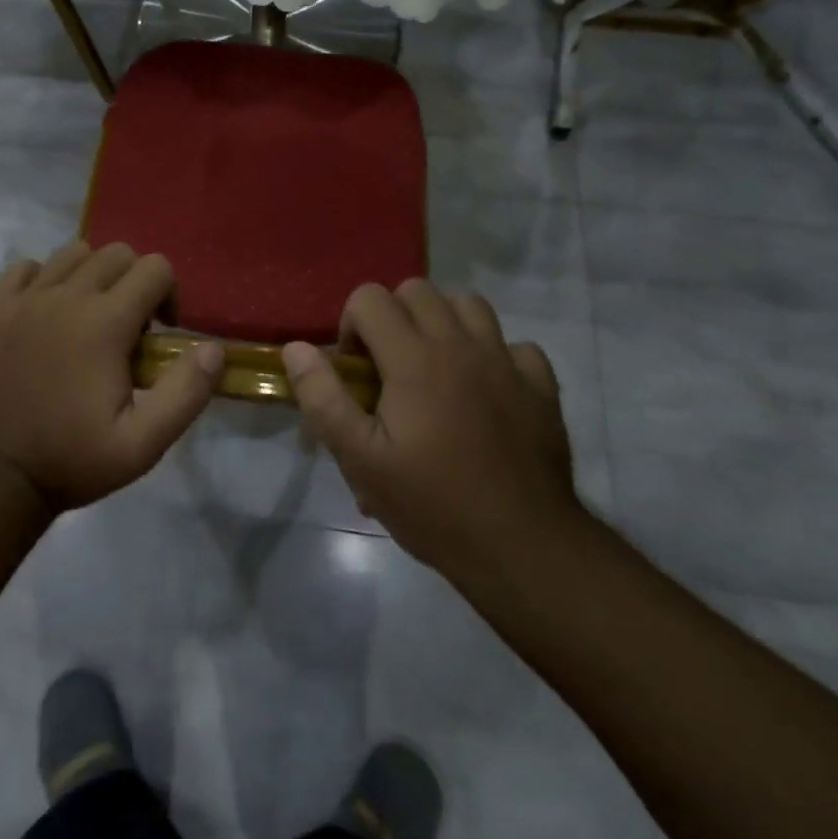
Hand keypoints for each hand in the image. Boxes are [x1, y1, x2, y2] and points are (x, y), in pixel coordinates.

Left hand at [0, 241, 223, 513]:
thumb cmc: (73, 459)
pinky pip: (24, 268)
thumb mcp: (143, 444)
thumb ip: (186, 393)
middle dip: (135, 280)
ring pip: (73, 253)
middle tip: (130, 328)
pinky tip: (48, 310)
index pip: (154, 268)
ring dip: (93, 275)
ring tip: (91, 316)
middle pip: (116, 252)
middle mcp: (66, 297)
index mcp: (104, 323)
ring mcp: (26, 299)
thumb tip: (213, 348)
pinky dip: (43, 278)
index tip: (159, 334)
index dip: (169, 294)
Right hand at [283, 280, 581, 577]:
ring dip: (444, 324)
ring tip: (435, 369)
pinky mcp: (541, 386)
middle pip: (417, 290)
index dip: (352, 326)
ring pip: (468, 305)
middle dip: (393, 317)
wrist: (523, 548)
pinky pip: (515, 345)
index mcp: (413, 358)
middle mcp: (460, 344)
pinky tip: (487, 391)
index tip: (357, 373)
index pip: (370, 298)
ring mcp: (506, 361)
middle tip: (390, 370)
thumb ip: (323, 398)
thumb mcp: (360, 460)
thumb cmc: (432, 504)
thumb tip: (296, 348)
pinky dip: (495, 356)